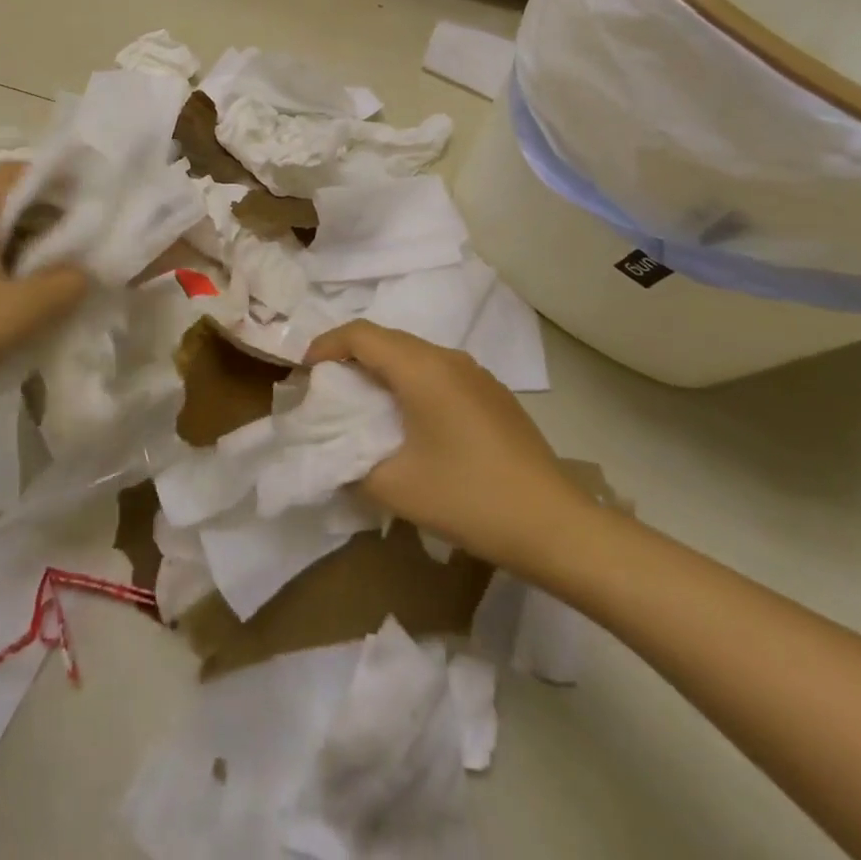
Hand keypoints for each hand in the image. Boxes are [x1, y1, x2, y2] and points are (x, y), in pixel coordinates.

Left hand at [0, 164, 87, 421]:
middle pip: (1, 203)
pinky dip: (7, 268)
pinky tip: (26, 298)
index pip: (7, 172)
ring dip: (27, 245)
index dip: (47, 176)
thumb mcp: (24, 310)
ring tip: (60, 270)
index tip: (82, 196)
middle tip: (79, 238)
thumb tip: (84, 272)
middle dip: (44, 215)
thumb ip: (66, 283)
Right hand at [305, 320, 597, 579]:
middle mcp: (449, 358)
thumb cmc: (469, 498)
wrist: (556, 525)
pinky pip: (439, 372)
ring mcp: (477, 374)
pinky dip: (411, 382)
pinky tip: (411, 419)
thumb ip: (350, 464)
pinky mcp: (493, 394)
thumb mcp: (395, 487)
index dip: (326, 345)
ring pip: (414, 355)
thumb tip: (334, 454)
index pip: (360, 335)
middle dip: (350, 356)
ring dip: (382, 369)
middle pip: (387, 339)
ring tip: (364, 403)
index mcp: (422, 369)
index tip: (305, 371)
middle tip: (327, 388)